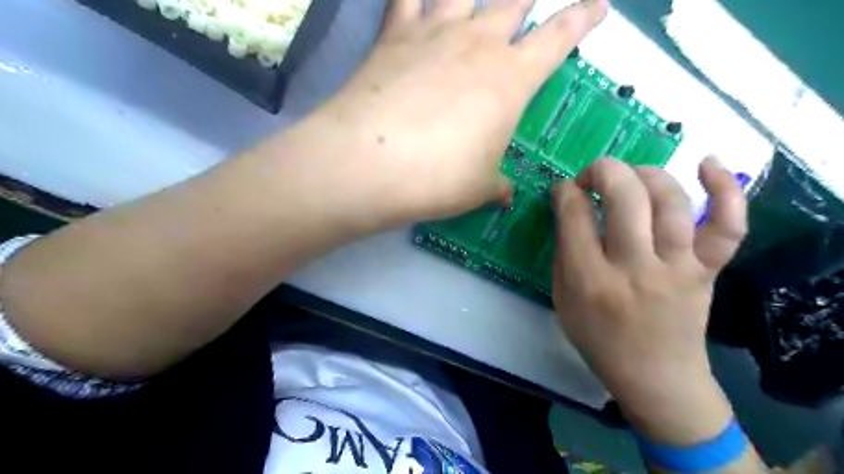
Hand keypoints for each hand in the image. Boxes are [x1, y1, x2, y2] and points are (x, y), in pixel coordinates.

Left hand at [282, 0, 607, 224]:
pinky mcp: (394, 35)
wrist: (371, 163)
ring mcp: (435, 33)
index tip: (597, 5)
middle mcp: (478, 43)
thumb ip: (496, 186)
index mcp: (511, 79)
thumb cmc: (438, 178)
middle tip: (533, 1)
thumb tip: (505, 195)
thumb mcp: (479, 187)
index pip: (559, 38)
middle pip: (514, 4)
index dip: (582, 19)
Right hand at [555, 158, 743, 441]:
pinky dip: (725, 189)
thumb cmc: (598, 339)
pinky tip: (709, 163)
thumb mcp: (563, 299)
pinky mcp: (708, 271)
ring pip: (669, 200)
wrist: (655, 377)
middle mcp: (635, 268)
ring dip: (645, 174)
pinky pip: (727, 225)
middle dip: (602, 170)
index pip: (575, 215)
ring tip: (630, 176)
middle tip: (591, 178)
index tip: (564, 189)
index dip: (566, 191)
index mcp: (590, 280)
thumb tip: (569, 209)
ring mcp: (678, 268)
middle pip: (624, 197)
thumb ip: (564, 253)